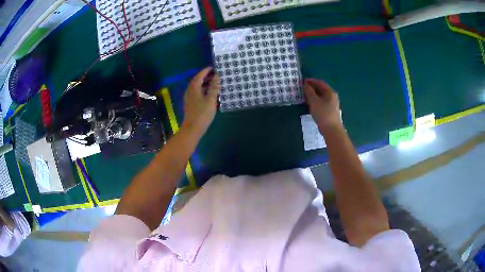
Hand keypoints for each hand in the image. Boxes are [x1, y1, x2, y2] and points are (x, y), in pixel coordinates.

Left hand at [181, 67, 219, 136]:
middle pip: (197, 80)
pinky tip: (209, 93)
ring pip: (196, 87)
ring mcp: (189, 97)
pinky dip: (203, 89)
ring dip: (204, 83)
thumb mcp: (211, 99)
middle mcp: (190, 91)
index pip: (200, 75)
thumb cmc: (202, 114)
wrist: (192, 128)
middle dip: (205, 76)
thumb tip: (217, 76)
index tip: (213, 67)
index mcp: (194, 88)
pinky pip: (196, 92)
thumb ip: (214, 87)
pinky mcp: (190, 103)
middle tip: (215, 74)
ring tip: (214, 83)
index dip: (206, 71)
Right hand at [304, 78, 340, 132]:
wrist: (331, 130)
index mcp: (330, 92)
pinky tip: (309, 105)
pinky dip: (315, 102)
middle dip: (312, 88)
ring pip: (321, 97)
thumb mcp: (314, 101)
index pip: (320, 83)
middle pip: (321, 89)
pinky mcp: (329, 112)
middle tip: (302, 89)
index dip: (311, 81)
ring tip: (304, 96)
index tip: (302, 81)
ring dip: (313, 95)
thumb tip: (306, 84)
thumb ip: (309, 91)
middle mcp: (332, 97)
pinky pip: (321, 103)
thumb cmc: (323, 113)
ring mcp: (331, 105)